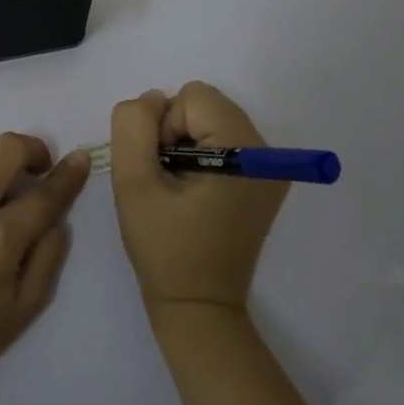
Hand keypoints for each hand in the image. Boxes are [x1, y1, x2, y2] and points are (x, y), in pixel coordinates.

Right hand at [110, 82, 288, 314]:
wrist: (198, 306)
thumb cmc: (164, 248)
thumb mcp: (133, 183)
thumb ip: (133, 128)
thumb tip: (151, 100)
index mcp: (245, 151)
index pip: (192, 97)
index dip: (164, 127)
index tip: (161, 171)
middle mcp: (268, 153)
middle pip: (206, 104)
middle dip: (175, 131)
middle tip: (168, 180)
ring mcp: (270, 168)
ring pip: (211, 120)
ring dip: (185, 143)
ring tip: (178, 188)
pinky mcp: (264, 181)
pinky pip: (222, 140)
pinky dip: (200, 155)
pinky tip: (193, 192)